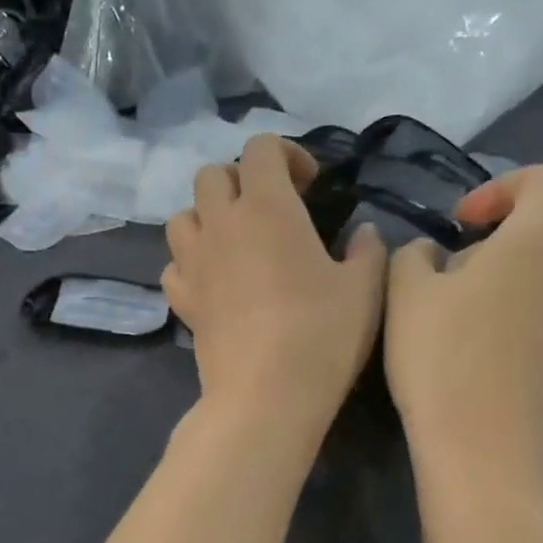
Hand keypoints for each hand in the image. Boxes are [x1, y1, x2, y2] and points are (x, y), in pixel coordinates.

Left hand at [163, 136, 386, 437]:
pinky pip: (175, 265)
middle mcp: (221, 225)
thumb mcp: (364, 288)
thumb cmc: (321, 333)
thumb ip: (367, 249)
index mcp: (266, 207)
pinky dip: (191, 263)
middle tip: (272, 209)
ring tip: (236, 240)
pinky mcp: (184, 301)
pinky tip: (215, 280)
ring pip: (183, 216)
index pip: (261, 148)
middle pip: (212, 175)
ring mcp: (195, 263)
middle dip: (241, 180)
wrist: (267, 394)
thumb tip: (363, 232)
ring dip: (208, 217)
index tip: (311, 185)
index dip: (287, 154)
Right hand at [384, 165, 542, 476]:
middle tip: (449, 285)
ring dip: (512, 292)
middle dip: (497, 249)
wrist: (485, 448)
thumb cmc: (442, 356)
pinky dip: (526, 331)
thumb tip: (435, 255)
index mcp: (541, 241)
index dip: (500, 188)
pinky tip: (490, 367)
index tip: (461, 224)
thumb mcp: (405, 292)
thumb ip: (415, 254)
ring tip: (467, 330)